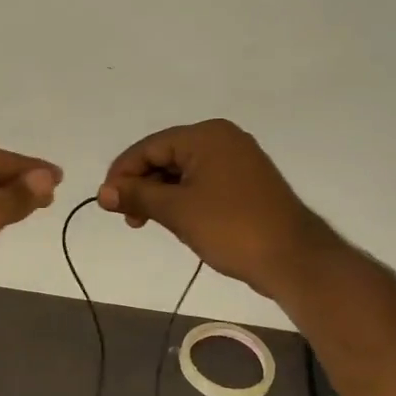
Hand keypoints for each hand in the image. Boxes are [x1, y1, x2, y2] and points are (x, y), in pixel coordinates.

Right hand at [97, 119, 318, 296]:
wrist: (293, 259)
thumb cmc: (231, 228)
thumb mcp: (176, 211)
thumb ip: (136, 196)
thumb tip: (102, 193)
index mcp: (206, 136)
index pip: (149, 147)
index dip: (122, 174)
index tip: (106, 203)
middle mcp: (222, 139)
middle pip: (165, 156)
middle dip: (142, 186)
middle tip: (129, 219)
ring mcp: (237, 160)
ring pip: (182, 171)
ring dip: (160, 195)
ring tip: (148, 223)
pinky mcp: (245, 182)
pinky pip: (201, 182)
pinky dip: (182, 198)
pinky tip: (175, 220)